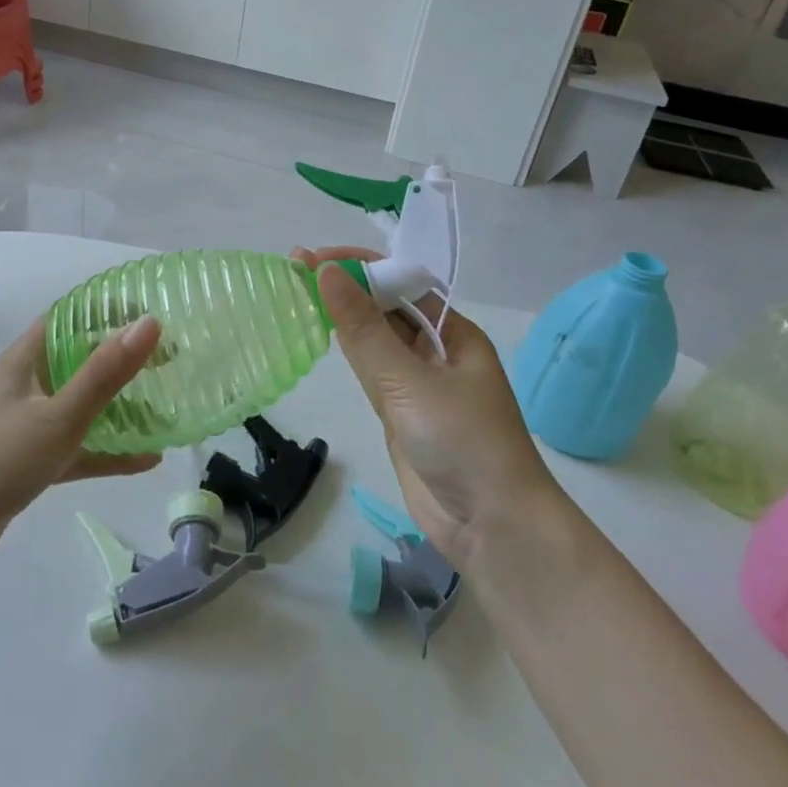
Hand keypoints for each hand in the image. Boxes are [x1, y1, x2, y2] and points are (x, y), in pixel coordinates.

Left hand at [0, 314, 161, 559]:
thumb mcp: (58, 414)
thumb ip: (105, 373)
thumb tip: (150, 323)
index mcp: (25, 361)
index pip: (68, 319)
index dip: (105, 311)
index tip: (147, 310)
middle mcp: (26, 386)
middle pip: (80, 361)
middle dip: (121, 358)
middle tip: (167, 357)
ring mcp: (28, 425)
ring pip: (82, 406)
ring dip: (119, 405)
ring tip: (164, 403)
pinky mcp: (31, 462)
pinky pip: (79, 448)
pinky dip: (109, 451)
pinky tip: (147, 459)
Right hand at [294, 247, 562, 569]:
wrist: (492, 528)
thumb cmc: (462, 442)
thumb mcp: (409, 380)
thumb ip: (364, 329)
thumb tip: (327, 272)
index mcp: (453, 333)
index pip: (402, 283)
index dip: (359, 266)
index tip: (314, 259)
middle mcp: (436, 352)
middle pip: (386, 307)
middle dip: (346, 286)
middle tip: (295, 269)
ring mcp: (417, 384)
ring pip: (374, 339)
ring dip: (342, 316)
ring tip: (299, 291)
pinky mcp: (401, 413)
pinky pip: (371, 371)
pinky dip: (347, 351)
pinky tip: (323, 334)